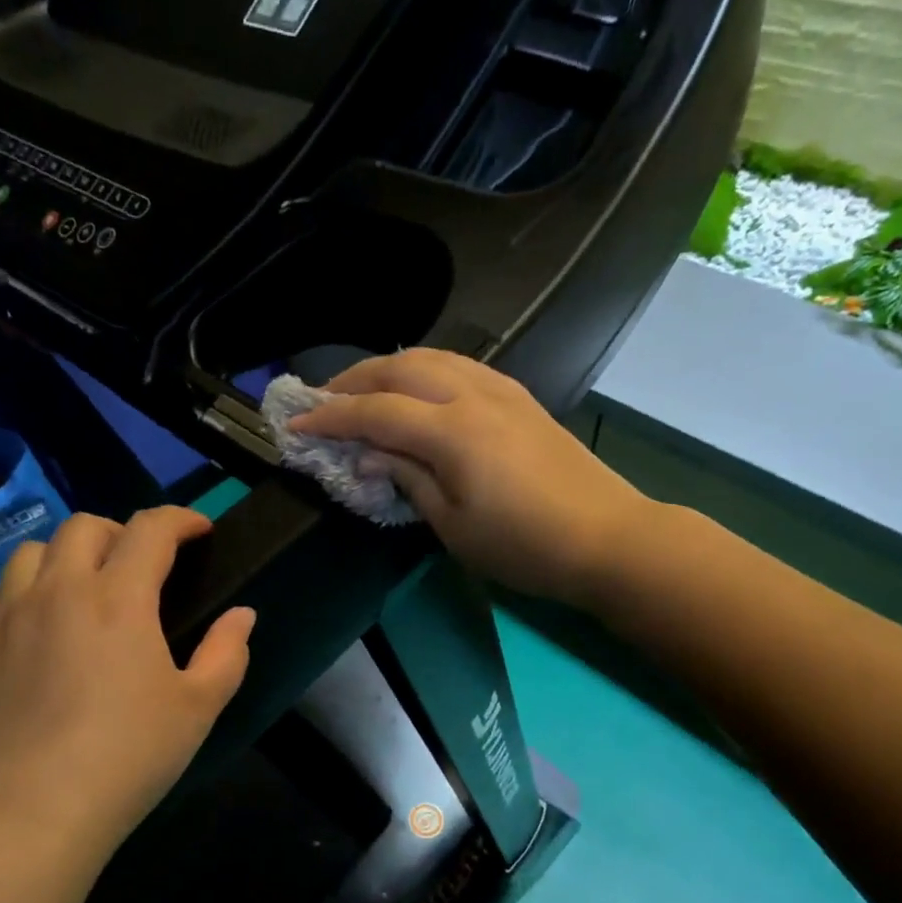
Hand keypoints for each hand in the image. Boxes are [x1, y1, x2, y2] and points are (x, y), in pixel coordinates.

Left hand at [0, 507, 254, 879]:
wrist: (29, 816)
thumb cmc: (127, 758)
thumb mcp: (198, 708)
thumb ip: (227, 653)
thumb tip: (242, 615)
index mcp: (118, 599)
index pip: (151, 529)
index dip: (181, 519)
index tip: (200, 531)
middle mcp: (58, 592)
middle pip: (85, 527)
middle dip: (122, 532)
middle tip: (143, 565)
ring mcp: (7, 618)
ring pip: (31, 552)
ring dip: (67, 556)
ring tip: (86, 589)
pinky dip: (21, 595)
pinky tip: (36, 628)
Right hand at [288, 349, 649, 607]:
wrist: (606, 538)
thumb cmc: (524, 545)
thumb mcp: (454, 526)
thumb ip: (408, 480)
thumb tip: (370, 456)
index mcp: (452, 431)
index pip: (375, 412)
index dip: (331, 417)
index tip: (295, 424)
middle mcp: (473, 395)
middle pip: (399, 368)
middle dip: (353, 380)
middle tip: (322, 399)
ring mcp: (501, 391)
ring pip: (432, 357)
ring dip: (389, 367)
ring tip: (363, 389)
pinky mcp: (519, 397)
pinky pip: (460, 366)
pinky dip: (425, 369)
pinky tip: (417, 390)